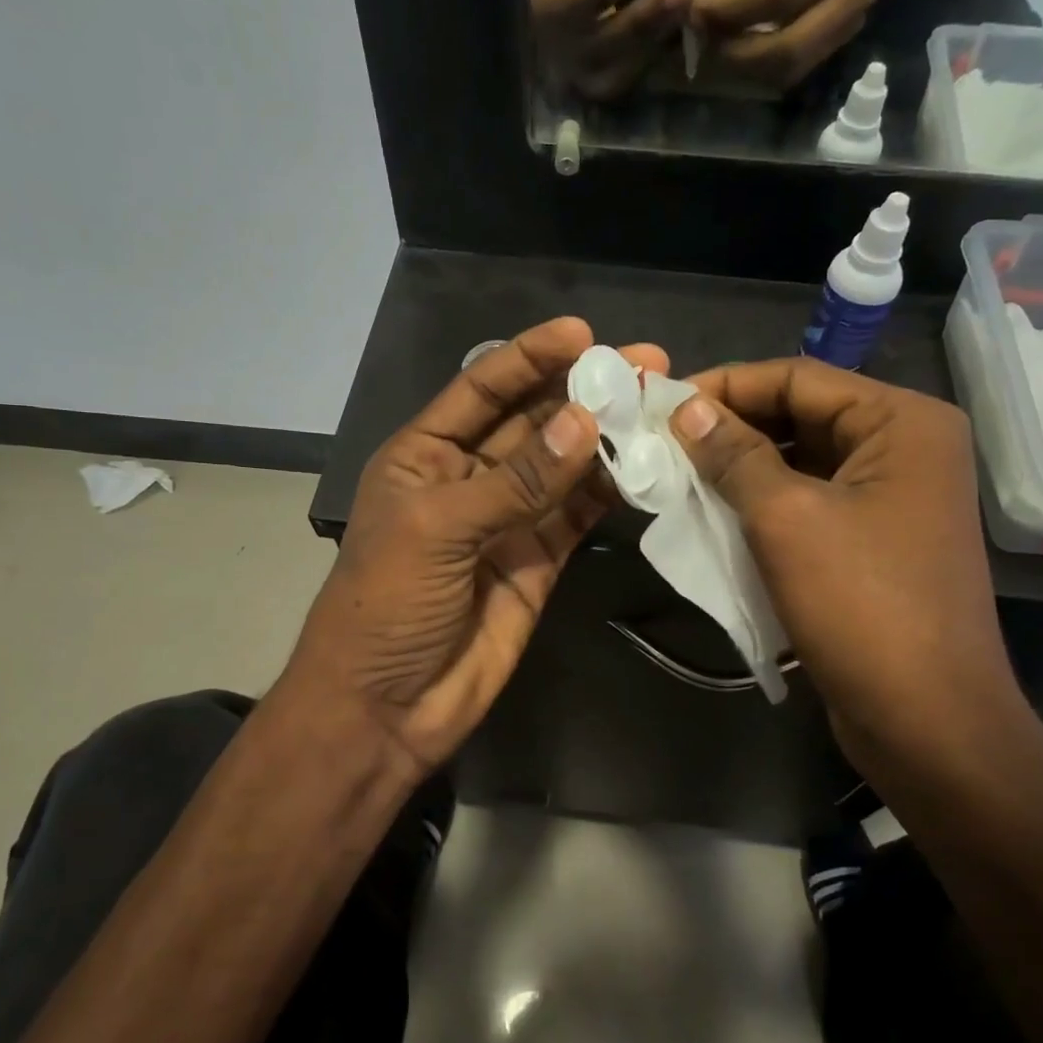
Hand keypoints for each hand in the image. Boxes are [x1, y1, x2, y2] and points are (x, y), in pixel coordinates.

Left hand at [284, 318, 667, 776]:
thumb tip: (585, 423)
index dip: (529, 358)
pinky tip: (644, 465)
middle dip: (582, 392)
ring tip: (656, 406)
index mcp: (424, 455)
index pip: (482, 390)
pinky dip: (608, 491)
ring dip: (605, 438)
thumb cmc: (386, 605)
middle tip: (644, 365)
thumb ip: (516, 480)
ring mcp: (507, 521)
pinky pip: (577, 515)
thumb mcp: (439, 529)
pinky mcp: (538, 562)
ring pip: (562, 467)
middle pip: (532, 422)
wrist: (386, 708)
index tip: (582, 333)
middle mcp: (468, 478)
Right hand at [530, 0, 694, 100]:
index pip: (576, 5)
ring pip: (623, 69)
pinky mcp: (601, 88)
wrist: (534, 5)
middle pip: (605, 45)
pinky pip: (633, 77)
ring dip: (659, 39)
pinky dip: (658, 55)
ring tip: (689, 8)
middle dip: (645, 17)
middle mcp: (562, 59)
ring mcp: (582, 81)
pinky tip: (681, 31)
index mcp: (542, 18)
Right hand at [667, 358, 1022, 776]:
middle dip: (730, 428)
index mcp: (902, 422)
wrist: (925, 721)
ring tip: (677, 474)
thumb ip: (734, 454)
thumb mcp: (786, 518)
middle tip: (662, 440)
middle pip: (801, 416)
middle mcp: (905, 448)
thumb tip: (684, 407)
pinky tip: (714, 514)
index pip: (798, 378)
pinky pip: (809, 503)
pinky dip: (762, 505)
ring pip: (801, 462)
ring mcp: (893, 498)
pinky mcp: (874, 542)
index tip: (661, 403)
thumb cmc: (861, 605)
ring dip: (740, 468)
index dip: (726, 386)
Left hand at [693, 0, 882, 91]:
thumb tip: (709, 15)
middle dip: (738, 56)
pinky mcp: (838, 47)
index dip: (733, 14)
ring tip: (718, 53)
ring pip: (789, 70)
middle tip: (706, 46)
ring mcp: (850, 27)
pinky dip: (761, 72)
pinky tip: (740, 56)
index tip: (697, 16)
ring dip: (747, 71)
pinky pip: (793, 73)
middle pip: (788, 50)